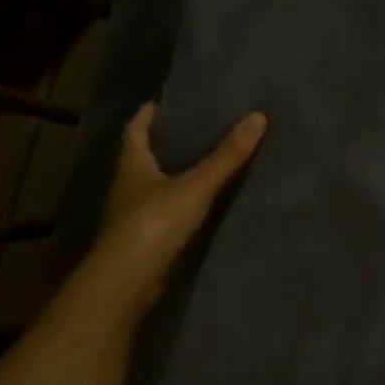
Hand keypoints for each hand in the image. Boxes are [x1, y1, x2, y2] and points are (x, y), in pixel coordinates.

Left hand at [65, 102, 267, 325]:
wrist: (126, 283)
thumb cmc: (153, 224)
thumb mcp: (196, 185)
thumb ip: (227, 156)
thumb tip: (258, 116)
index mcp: (132, 164)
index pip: (134, 129)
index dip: (147, 114)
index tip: (166, 101)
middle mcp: (128, 186)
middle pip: (144, 155)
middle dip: (166, 141)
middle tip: (198, 126)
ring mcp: (134, 215)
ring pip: (155, 184)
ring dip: (175, 173)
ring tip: (207, 159)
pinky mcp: (145, 240)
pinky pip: (166, 211)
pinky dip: (182, 202)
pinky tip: (204, 201)